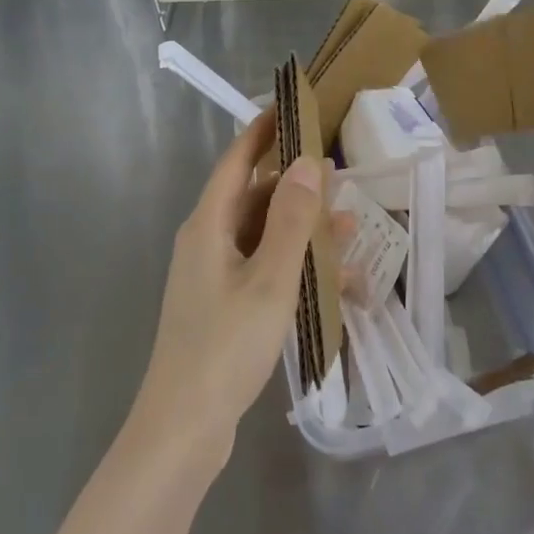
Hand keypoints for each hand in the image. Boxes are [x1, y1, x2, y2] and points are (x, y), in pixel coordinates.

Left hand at [131, 111, 325, 471]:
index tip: (291, 107)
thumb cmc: (225, 345)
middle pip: (253, 197)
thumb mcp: (269, 279)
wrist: (184, 427)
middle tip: (339, 173)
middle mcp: (206, 242)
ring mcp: (213, 275)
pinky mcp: (224, 305)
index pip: (236, 161)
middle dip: (295, 184)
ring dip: (302, 228)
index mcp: (208, 225)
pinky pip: (263, 268)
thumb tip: (308, 162)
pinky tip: (335, 279)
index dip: (262, 132)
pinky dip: (294, 265)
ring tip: (349, 224)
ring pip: (263, 235)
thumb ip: (292, 220)